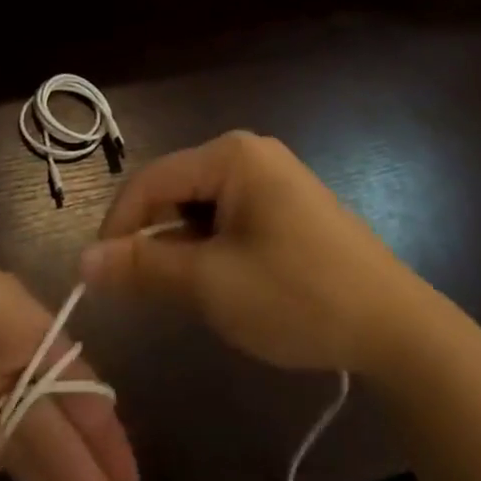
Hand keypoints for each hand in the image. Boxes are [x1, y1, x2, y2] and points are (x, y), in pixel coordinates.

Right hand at [82, 131, 430, 373]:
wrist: (397, 328)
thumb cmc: (299, 297)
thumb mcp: (213, 285)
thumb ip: (145, 268)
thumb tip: (83, 261)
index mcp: (231, 156)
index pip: (151, 179)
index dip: (118, 225)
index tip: (98, 276)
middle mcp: (249, 152)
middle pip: (176, 189)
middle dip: (155, 238)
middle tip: (147, 293)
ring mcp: (272, 175)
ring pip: (201, 205)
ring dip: (185, 247)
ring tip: (195, 294)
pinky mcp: (287, 202)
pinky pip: (229, 215)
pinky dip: (213, 247)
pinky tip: (227, 283)